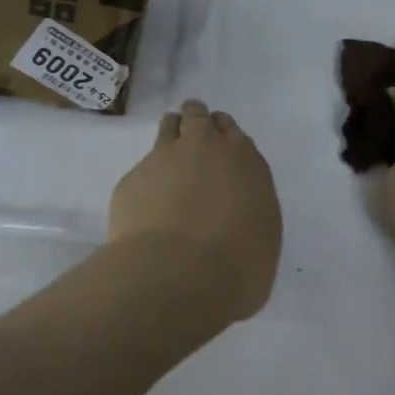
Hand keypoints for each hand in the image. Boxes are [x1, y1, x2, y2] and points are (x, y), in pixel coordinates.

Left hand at [109, 100, 282, 322]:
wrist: (178, 275)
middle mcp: (203, 148)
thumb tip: (235, 215)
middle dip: (196, 122)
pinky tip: (147, 207)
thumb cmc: (238, 265)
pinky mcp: (131, 180)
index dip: (223, 136)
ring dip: (170, 134)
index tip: (219, 145)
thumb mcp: (263, 237)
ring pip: (167, 128)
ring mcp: (163, 159)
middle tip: (193, 135)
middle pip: (197, 118)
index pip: (231, 131)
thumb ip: (249, 211)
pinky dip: (146, 182)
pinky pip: (141, 170)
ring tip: (169, 158)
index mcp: (243, 159)